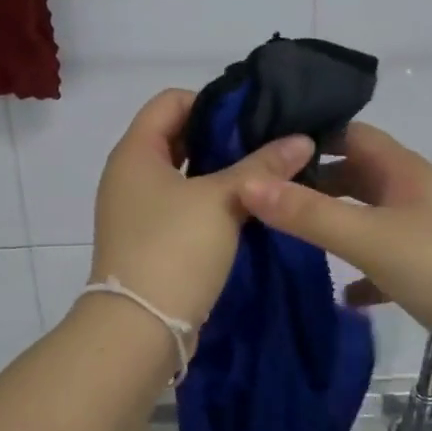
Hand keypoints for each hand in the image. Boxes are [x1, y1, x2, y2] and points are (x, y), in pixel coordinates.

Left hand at [89, 89, 313, 329]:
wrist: (139, 329)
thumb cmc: (174, 249)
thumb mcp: (223, 199)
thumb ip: (262, 165)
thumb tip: (302, 139)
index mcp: (135, 152)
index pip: (170, 101)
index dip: (211, 101)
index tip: (253, 116)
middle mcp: (129, 175)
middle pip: (177, 136)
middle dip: (222, 137)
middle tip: (268, 143)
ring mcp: (137, 210)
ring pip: (184, 175)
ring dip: (220, 172)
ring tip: (266, 175)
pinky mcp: (149, 240)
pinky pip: (183, 206)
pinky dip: (211, 201)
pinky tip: (248, 208)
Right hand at [235, 122, 431, 354]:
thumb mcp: (369, 237)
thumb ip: (308, 213)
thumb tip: (247, 184)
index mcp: (404, 171)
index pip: (350, 134)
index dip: (310, 136)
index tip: (265, 148)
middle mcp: (416, 193)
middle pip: (358, 175)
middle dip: (316, 183)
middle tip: (267, 197)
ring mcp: (428, 233)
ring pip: (371, 218)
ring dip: (337, 225)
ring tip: (291, 239)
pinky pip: (387, 262)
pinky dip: (363, 272)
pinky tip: (344, 295)